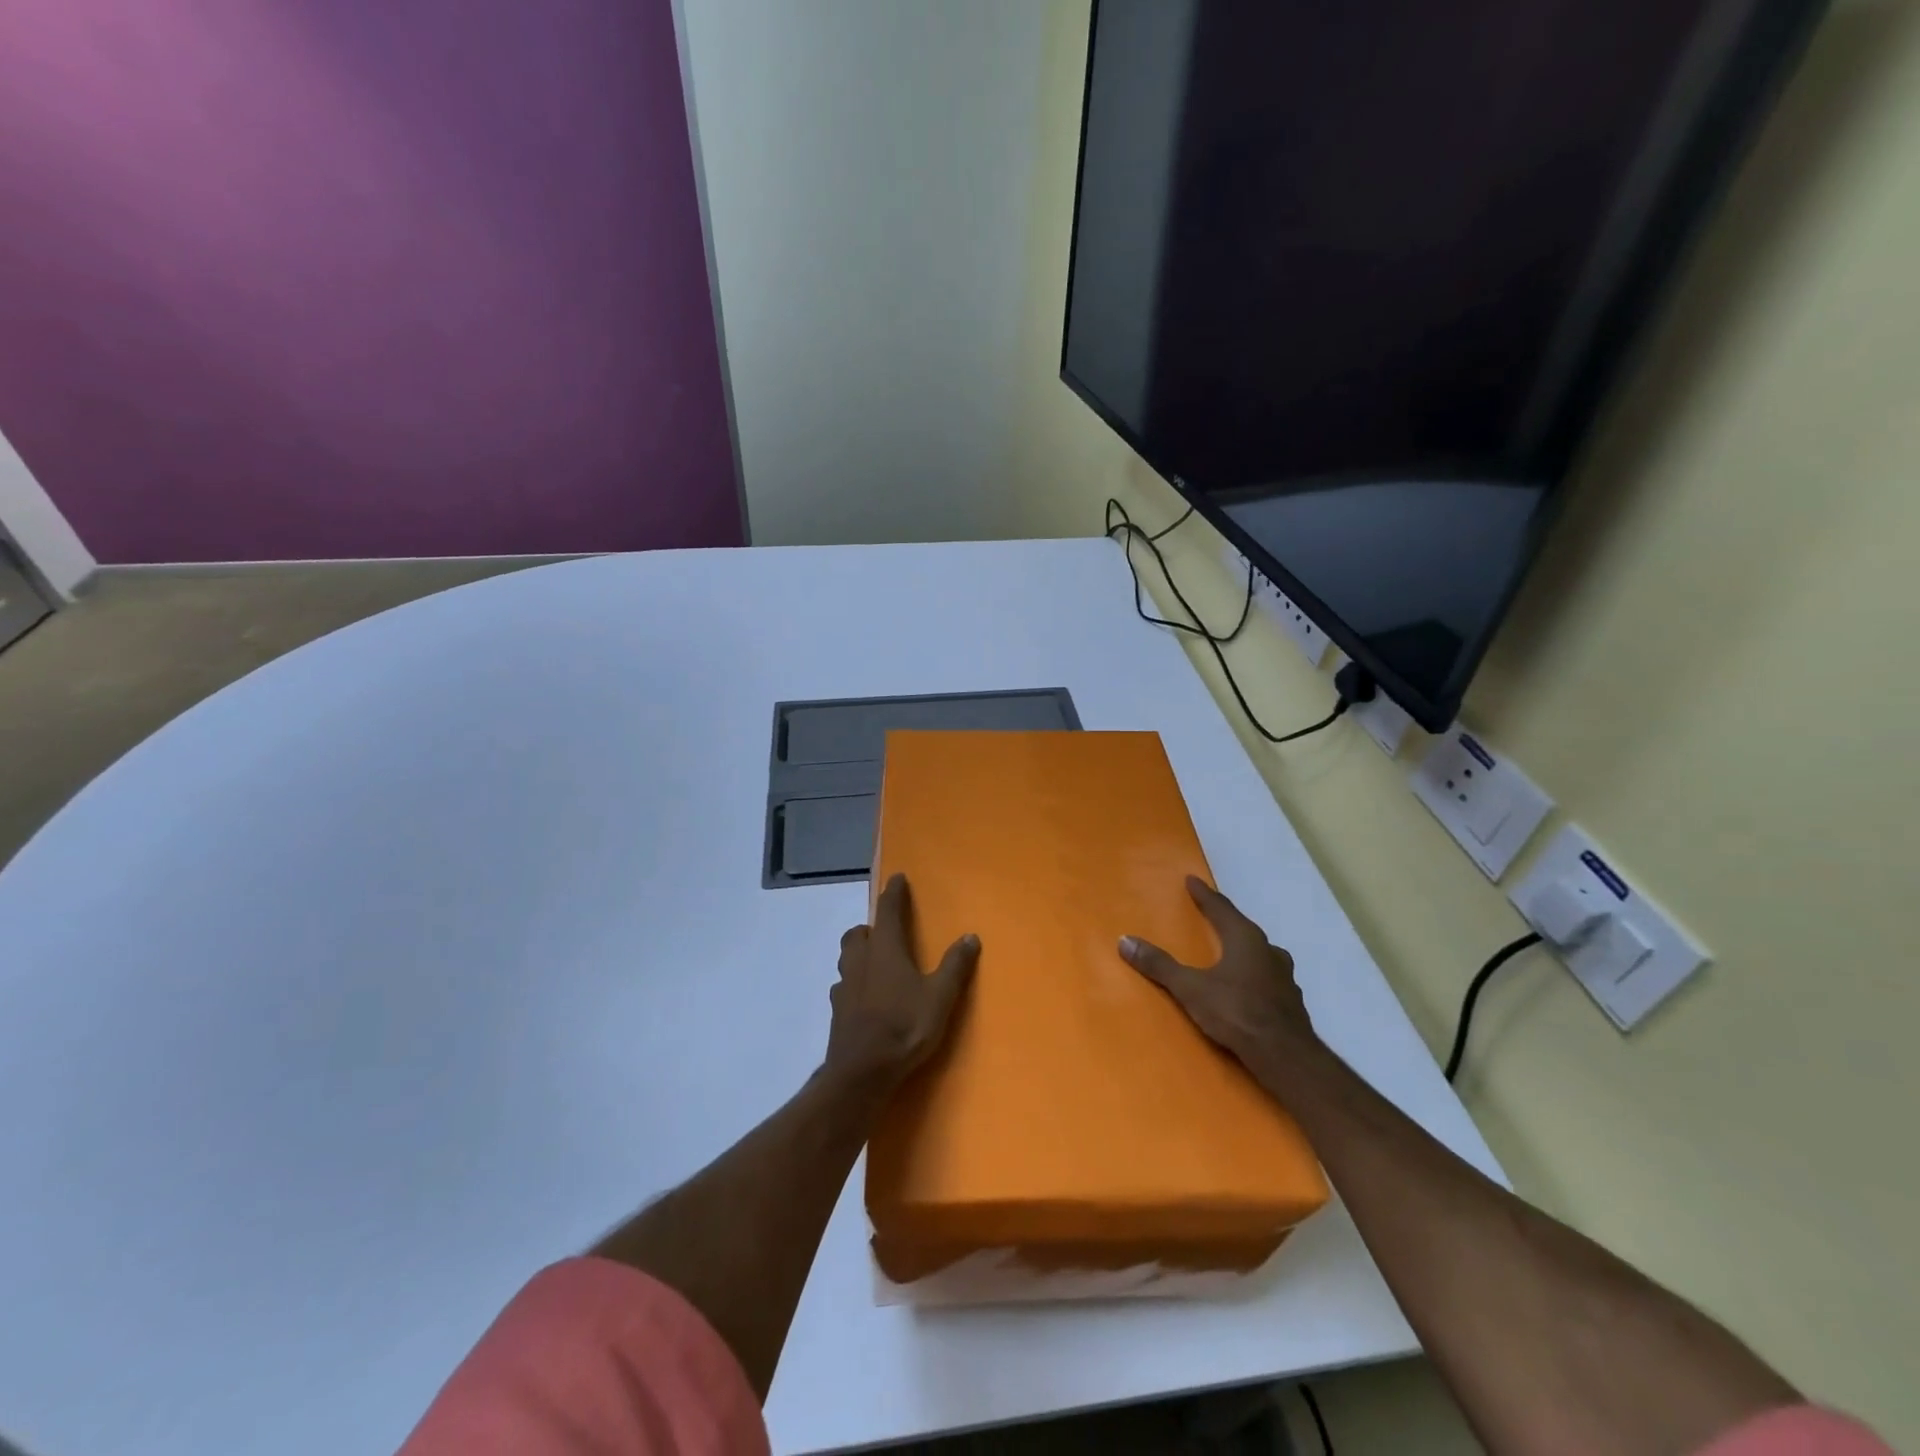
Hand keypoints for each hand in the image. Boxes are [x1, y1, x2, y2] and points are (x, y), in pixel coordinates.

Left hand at [826, 874, 978, 1086]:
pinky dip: (853, 983)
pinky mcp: (837, 1011)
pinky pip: (843, 986)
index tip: (897, 878)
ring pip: (847, 958)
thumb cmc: (904, 1026)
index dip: (894, 893)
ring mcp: (845, 986)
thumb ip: (955, 966)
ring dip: (858, 954)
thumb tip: (970, 936)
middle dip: (869, 927)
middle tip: (884, 932)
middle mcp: (861, 961)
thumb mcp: (940, 996)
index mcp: (885, 950)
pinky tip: (864, 997)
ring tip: (875, 963)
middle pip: (857, 934)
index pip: (888, 911)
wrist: (862, 1071)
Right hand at [1120, 876, 1317, 1081]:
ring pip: (1261, 954)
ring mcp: (1285, 977)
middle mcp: (1268, 951)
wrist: (1286, 1056)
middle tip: (1211, 915)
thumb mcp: (1190, 988)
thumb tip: (1125, 941)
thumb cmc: (1236, 1012)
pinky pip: (1268, 978)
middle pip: (1243, 928)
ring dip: (1245, 949)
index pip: (1221, 908)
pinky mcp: (1291, 1002)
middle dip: (1226, 921)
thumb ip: (1159, 965)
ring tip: (1231, 951)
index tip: (1192, 880)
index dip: (1204, 895)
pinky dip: (1255, 975)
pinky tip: (1249, 986)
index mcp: (1245, 939)